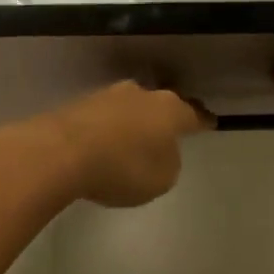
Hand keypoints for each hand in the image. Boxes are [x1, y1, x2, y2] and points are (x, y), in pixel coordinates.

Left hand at [8, 82, 210, 208]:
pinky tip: (106, 143)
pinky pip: (106, 116)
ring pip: (132, 106)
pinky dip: (110, 128)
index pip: (193, 114)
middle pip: (161, 104)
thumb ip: (169, 162)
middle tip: (169, 131)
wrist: (62, 151)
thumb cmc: (123, 167)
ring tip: (135, 139)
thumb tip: (161, 150)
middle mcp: (142, 94)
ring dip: (135, 121)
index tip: (211, 122)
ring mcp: (109, 95)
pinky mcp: (82, 104)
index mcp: (169, 110)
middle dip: (165, 117)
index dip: (202, 121)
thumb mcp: (161, 178)